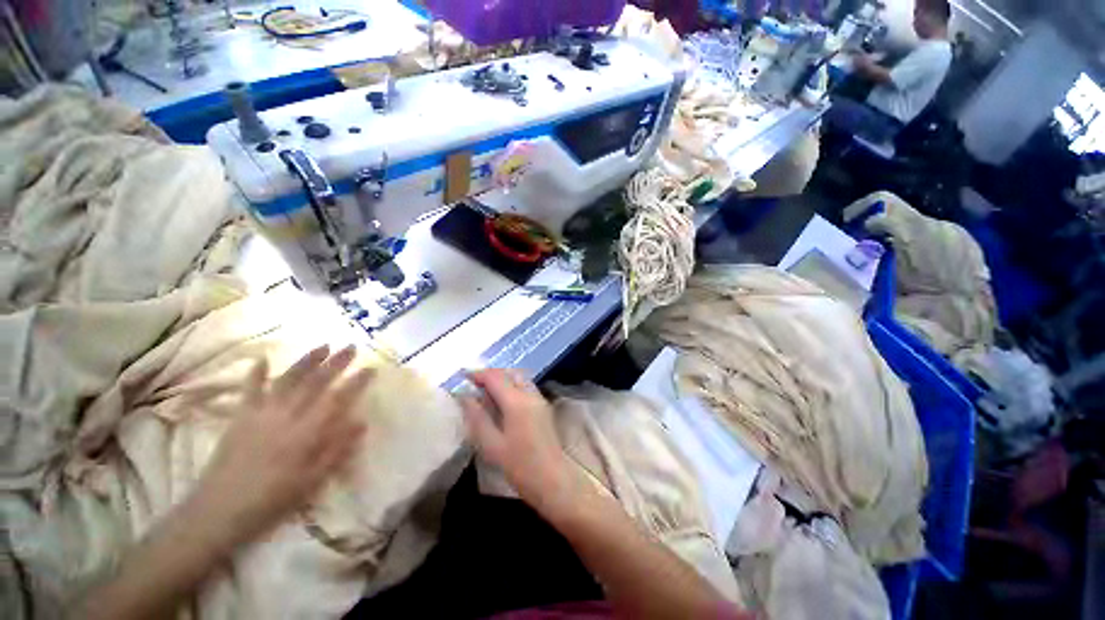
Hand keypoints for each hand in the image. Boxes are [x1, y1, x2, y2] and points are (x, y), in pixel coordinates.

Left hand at [192, 345, 372, 547]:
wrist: (217, 513)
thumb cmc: (271, 501)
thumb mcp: (311, 482)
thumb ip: (337, 450)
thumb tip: (361, 422)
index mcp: (305, 434)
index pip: (337, 399)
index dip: (356, 382)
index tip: (371, 368)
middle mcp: (285, 417)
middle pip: (314, 383)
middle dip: (336, 363)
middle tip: (352, 347)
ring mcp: (260, 415)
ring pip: (287, 380)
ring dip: (306, 361)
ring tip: (323, 346)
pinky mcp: (240, 418)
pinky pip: (249, 390)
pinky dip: (256, 373)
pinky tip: (262, 359)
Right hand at [459, 369, 577, 516]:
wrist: (553, 479)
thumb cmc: (520, 465)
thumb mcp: (492, 445)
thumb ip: (477, 417)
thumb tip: (464, 397)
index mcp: (516, 401)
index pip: (495, 377)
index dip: (477, 374)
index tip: (461, 377)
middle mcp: (530, 393)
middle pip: (508, 373)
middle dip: (490, 374)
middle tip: (472, 384)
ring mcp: (539, 398)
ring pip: (518, 378)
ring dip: (502, 378)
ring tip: (485, 391)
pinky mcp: (543, 406)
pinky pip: (525, 386)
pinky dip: (511, 385)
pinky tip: (502, 400)